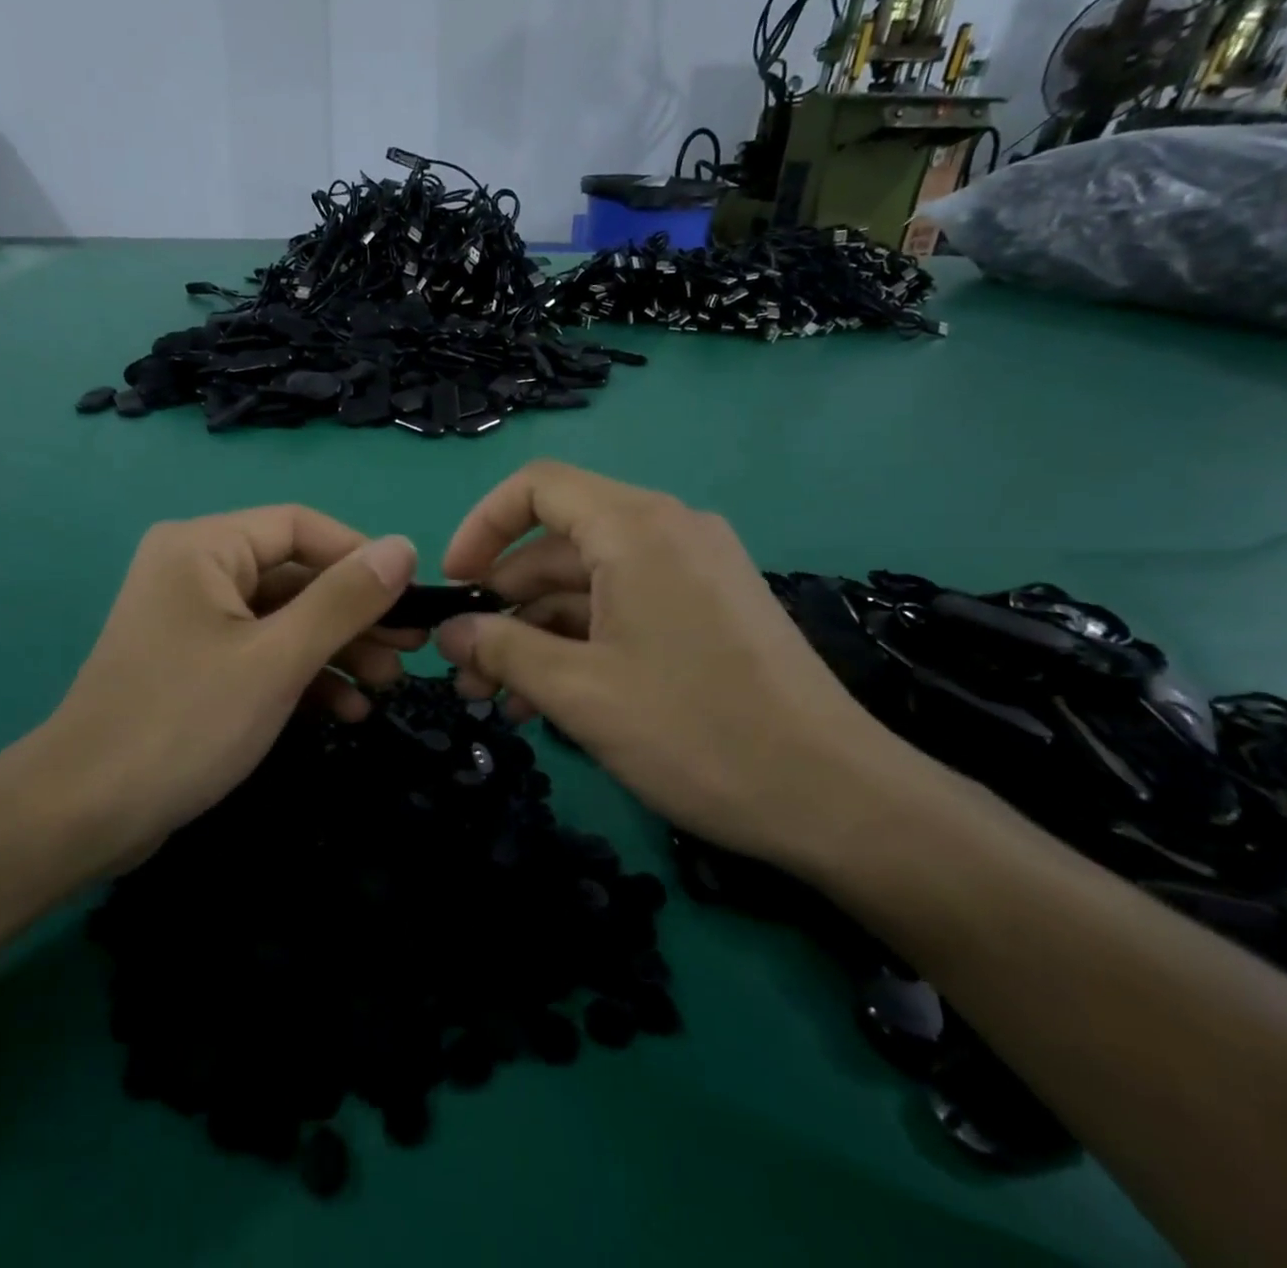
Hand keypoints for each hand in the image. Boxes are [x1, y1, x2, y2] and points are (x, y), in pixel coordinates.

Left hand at [28, 507, 418, 867]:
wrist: (83, 816)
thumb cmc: (184, 722)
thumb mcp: (277, 659)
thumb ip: (343, 600)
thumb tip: (404, 548)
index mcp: (205, 547)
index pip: (301, 527)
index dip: (360, 556)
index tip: (411, 596)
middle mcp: (197, 571)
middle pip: (296, 576)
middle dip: (355, 615)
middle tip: (411, 649)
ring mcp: (196, 622)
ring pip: (285, 620)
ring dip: (338, 650)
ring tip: (387, 684)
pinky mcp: (198, 666)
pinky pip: (263, 654)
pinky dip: (304, 677)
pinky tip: (347, 711)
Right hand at [434, 461, 905, 872]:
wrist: (836, 798)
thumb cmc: (697, 732)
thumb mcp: (580, 692)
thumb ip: (503, 650)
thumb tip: (450, 630)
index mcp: (637, 528)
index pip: (537, 487)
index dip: (482, 527)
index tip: (454, 585)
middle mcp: (668, 531)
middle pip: (558, 544)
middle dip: (503, 602)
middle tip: (465, 667)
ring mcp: (693, 570)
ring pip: (589, 584)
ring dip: (537, 633)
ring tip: (498, 698)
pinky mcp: (709, 609)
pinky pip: (625, 607)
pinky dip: (581, 643)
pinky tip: (548, 701)